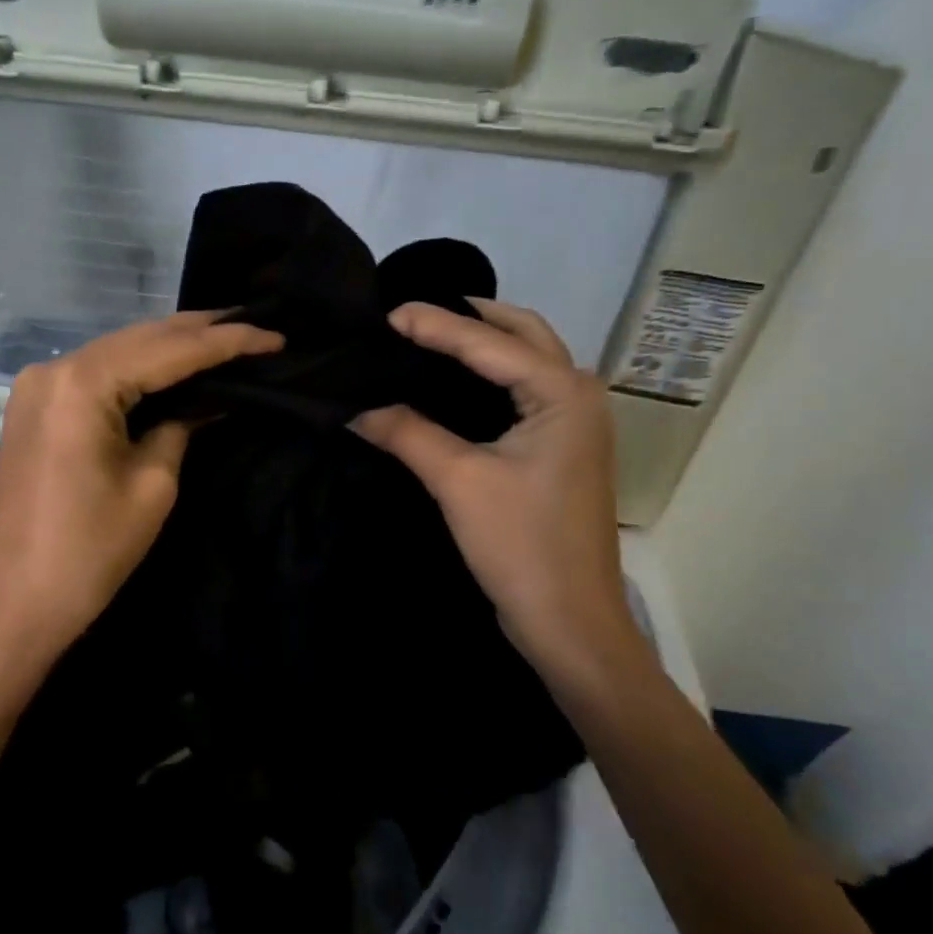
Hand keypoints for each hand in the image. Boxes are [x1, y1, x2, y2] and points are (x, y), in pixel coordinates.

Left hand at [0, 312, 282, 699]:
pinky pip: (96, 374)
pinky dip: (138, 369)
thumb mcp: (151, 486)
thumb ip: (181, 428)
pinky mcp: (34, 409)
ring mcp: (37, 387)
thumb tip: (209, 402)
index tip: (276, 336)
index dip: (227, 341)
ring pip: (118, 352)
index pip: (170, 350)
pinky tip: (172, 366)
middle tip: (254, 325)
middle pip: (140, 338)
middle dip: (199, 331)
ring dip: (169, 346)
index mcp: (82, 384)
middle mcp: (54, 369)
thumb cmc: (88, 553)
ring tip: (224, 337)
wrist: (14, 606)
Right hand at [352, 299, 644, 689]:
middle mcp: (578, 394)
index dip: (433, 324)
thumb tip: (354, 407)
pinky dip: (491, 374)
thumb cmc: (521, 545)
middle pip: (522, 333)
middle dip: (470, 316)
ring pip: (528, 359)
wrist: (570, 621)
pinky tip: (453, 381)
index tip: (385, 312)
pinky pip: (525, 389)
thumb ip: (406, 433)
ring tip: (430, 335)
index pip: (486, 342)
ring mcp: (576, 422)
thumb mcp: (458, 481)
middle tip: (415, 314)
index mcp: (561, 392)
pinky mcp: (563, 447)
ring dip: (484, 341)